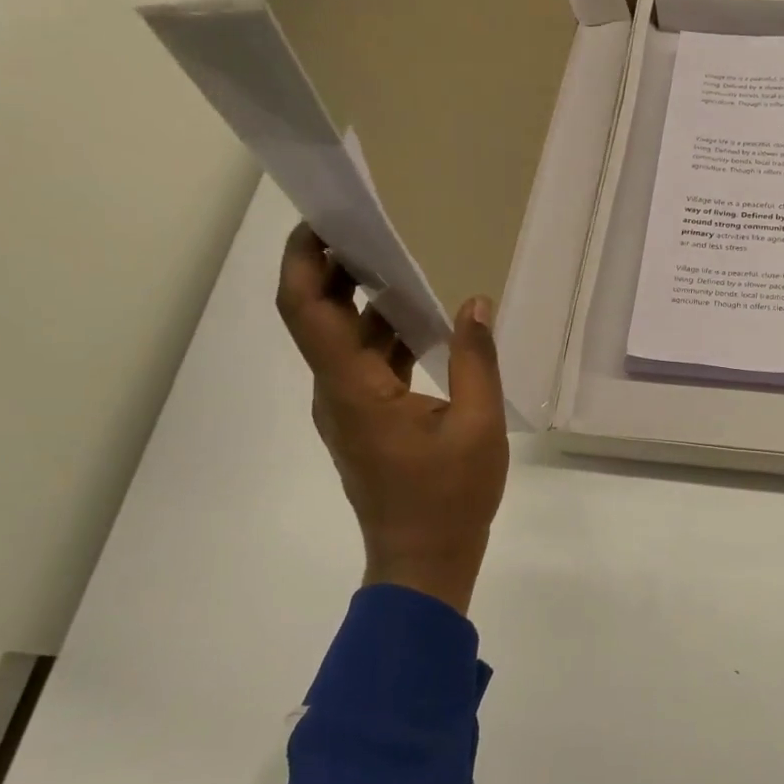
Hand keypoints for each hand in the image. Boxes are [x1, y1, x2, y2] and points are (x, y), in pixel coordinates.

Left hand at [276, 225, 509, 613]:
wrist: (423, 563)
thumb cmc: (449, 498)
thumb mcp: (478, 425)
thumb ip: (477, 360)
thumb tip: (475, 303)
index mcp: (354, 390)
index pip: (307, 309)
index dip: (305, 260)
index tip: (325, 220)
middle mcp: (336, 393)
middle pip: (317, 317)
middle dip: (333, 269)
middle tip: (369, 229)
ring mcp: (346, 410)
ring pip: (341, 342)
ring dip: (363, 302)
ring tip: (402, 265)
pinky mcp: (363, 423)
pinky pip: (363, 366)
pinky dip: (382, 336)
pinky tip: (422, 325)